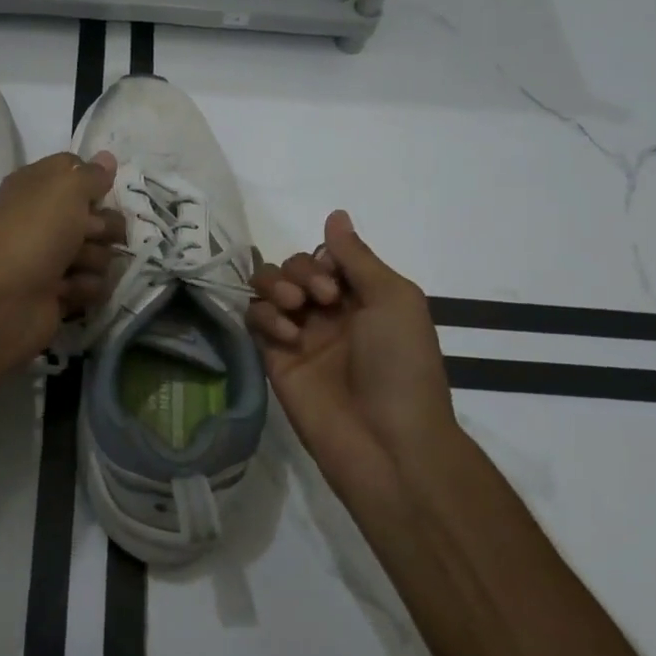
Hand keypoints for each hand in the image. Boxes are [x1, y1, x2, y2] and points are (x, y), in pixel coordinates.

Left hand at [0, 150, 121, 383]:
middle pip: (98, 215)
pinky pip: (93, 285)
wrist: (2, 299)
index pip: (77, 170)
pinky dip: (84, 288)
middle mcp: (45, 219)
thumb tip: (107, 158)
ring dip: (93, 260)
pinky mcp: (60, 292)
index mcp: (38, 186)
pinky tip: (66, 291)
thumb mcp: (66, 188)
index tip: (103, 190)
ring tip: (72, 267)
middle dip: (103, 226)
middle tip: (88, 234)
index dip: (94, 180)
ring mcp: (53, 257)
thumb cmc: (34, 232)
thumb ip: (92, 174)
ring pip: (101, 252)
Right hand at [247, 211, 456, 526]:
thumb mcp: (394, 298)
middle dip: (299, 273)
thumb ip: (357, 256)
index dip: (322, 259)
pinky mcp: (274, 358)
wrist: (387, 441)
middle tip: (317, 300)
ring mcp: (299, 335)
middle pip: (293, 267)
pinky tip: (285, 334)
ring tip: (294, 310)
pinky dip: (264, 315)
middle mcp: (328, 312)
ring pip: (268, 287)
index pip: (325, 257)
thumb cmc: (401, 364)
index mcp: (362, 297)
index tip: (333, 282)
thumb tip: (336, 214)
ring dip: (276, 286)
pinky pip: (254, 318)